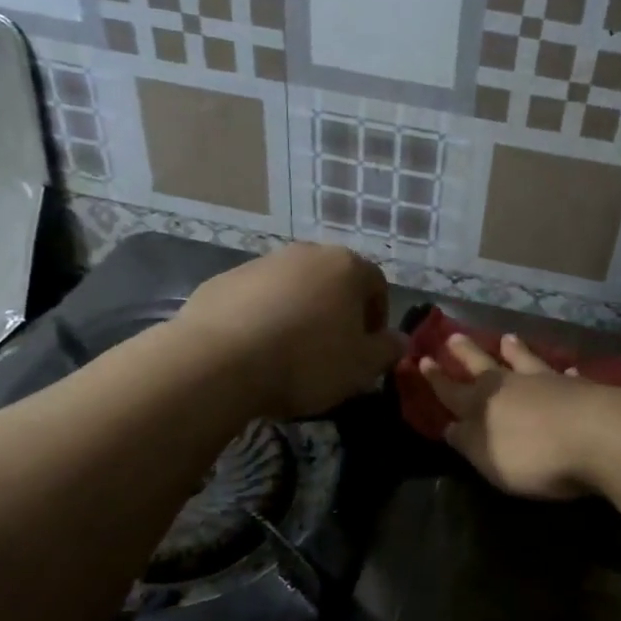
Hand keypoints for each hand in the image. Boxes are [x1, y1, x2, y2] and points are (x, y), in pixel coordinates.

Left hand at [176, 243, 404, 417]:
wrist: (220, 362)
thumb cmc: (306, 361)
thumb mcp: (361, 366)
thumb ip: (387, 350)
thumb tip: (400, 340)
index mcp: (346, 267)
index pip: (377, 284)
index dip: (376, 318)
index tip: (367, 348)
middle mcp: (306, 254)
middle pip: (333, 281)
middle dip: (337, 312)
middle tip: (331, 351)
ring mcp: (261, 263)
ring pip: (293, 288)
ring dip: (299, 313)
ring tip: (289, 353)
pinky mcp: (223, 281)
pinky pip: (256, 299)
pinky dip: (262, 318)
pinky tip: (255, 350)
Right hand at [419, 333, 608, 499]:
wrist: (598, 435)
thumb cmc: (534, 455)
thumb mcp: (488, 458)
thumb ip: (468, 442)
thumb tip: (449, 426)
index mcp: (482, 404)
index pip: (452, 391)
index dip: (436, 379)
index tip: (422, 360)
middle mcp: (511, 386)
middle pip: (483, 366)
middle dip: (467, 354)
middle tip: (453, 336)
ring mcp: (548, 382)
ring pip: (524, 361)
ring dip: (514, 351)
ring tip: (507, 337)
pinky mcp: (581, 389)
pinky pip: (566, 376)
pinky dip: (563, 372)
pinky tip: (568, 368)